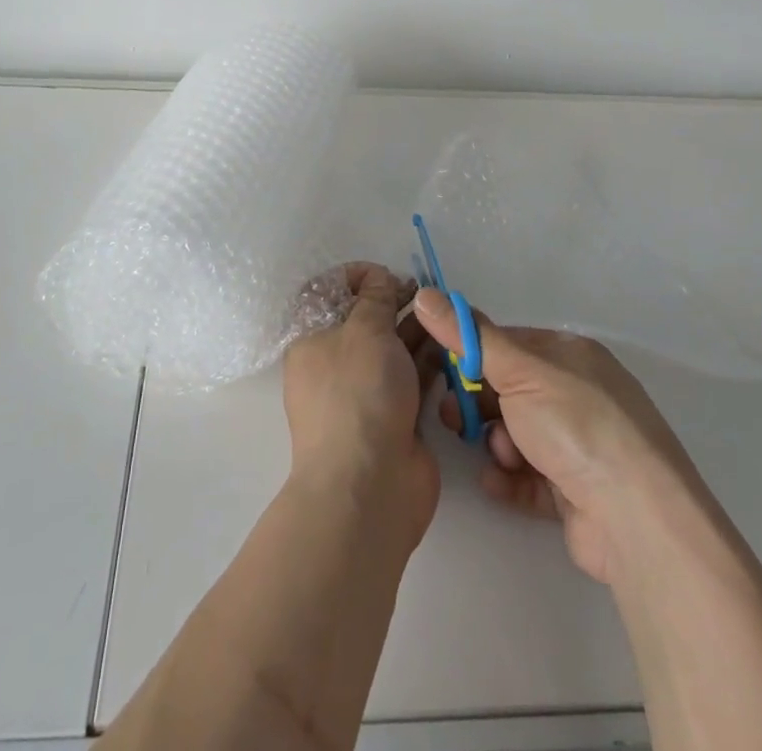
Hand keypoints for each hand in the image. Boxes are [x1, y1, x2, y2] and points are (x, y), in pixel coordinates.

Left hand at [283, 264, 442, 544]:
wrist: (370, 486)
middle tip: (423, 292)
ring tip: (443, 314)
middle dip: (392, 300)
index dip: (353, 278)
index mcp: (311, 341)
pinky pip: (411, 378)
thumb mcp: (364, 330)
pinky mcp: (395, 417)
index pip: (325, 295)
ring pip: (391, 348)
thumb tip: (379, 279)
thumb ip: (374, 298)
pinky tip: (451, 343)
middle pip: (363, 320)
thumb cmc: (357, 394)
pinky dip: (428, 360)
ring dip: (415, 328)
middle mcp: (334, 364)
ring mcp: (365, 393)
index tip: (383, 274)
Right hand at [415, 292, 699, 583]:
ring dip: (498, 443)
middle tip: (451, 417)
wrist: (635, 519)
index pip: (509, 344)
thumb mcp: (517, 368)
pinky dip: (510, 477)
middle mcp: (579, 394)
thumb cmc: (576, 425)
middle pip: (511, 391)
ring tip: (498, 456)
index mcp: (571, 356)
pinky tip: (496, 482)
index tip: (442, 369)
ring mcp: (581, 445)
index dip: (473, 355)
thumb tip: (425, 294)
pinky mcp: (577, 493)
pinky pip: (530, 477)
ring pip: (518, 434)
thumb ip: (468, 335)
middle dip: (479, 404)